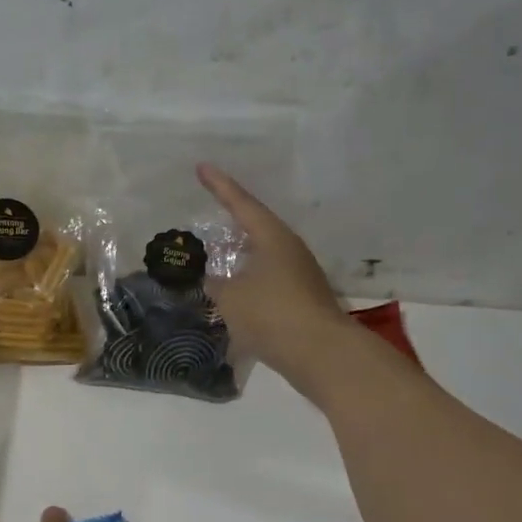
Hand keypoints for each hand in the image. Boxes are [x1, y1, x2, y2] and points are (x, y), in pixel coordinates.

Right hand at [198, 163, 360, 385]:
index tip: (201, 168)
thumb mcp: (231, 297)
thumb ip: (217, 284)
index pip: (241, 204)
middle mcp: (289, 251)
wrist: (320, 354)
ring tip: (216, 261)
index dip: (219, 186)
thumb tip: (213, 280)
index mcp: (273, 238)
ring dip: (239, 259)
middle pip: (256, 230)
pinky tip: (233, 298)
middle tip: (210, 216)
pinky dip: (247, 285)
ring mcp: (299, 277)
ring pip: (262, 259)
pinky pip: (267, 284)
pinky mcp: (301, 302)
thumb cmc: (272, 314)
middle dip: (232, 224)